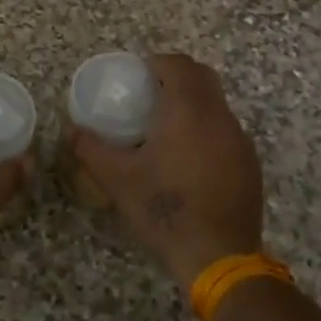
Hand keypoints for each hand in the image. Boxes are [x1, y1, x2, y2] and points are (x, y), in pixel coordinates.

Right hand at [66, 53, 262, 293]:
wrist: (218, 258)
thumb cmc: (165, 210)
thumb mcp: (118, 180)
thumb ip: (90, 149)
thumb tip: (70, 129)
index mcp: (189, 110)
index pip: (179, 64)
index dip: (158, 62)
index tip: (139, 75)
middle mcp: (220, 116)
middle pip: (203, 77)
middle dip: (177, 77)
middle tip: (151, 95)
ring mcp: (240, 141)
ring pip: (217, 104)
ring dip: (195, 104)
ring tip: (168, 128)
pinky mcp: (250, 165)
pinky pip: (227, 131)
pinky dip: (208, 130)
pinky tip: (191, 160)